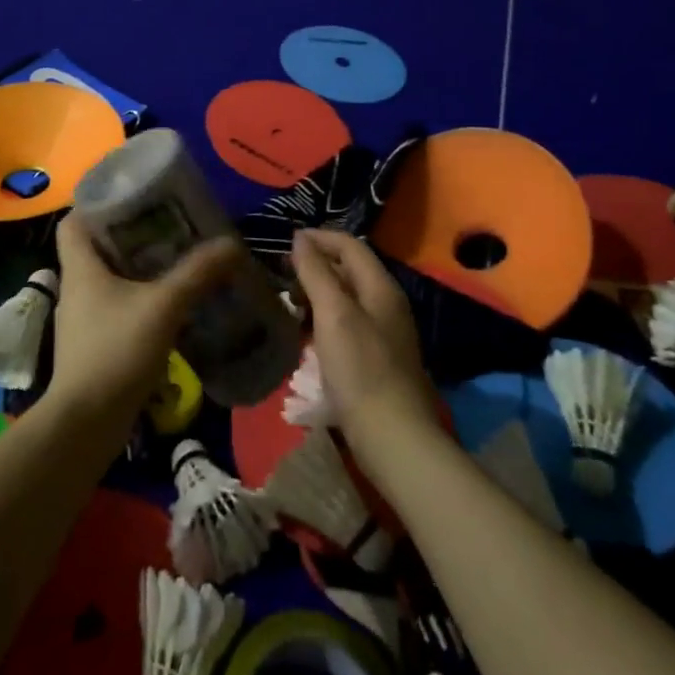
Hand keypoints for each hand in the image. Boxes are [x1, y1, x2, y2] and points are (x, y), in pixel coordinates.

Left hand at [48, 214, 242, 432]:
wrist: (86, 425)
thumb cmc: (115, 352)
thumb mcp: (163, 306)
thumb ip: (197, 273)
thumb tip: (232, 243)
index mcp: (80, 267)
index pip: (75, 220)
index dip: (98, 203)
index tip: (134, 198)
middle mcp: (77, 287)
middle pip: (98, 247)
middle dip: (133, 235)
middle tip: (171, 227)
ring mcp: (84, 319)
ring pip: (111, 279)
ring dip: (140, 269)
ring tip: (178, 261)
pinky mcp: (95, 345)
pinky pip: (118, 308)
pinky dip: (141, 300)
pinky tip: (172, 306)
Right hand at [291, 230, 441, 477]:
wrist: (392, 436)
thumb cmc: (360, 368)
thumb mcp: (333, 313)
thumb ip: (316, 272)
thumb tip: (300, 238)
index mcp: (381, 287)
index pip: (350, 245)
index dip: (319, 238)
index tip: (286, 242)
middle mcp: (386, 304)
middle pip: (349, 270)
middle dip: (316, 264)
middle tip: (282, 273)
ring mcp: (383, 332)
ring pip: (346, 297)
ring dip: (317, 292)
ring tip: (288, 301)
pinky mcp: (375, 358)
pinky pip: (346, 323)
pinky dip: (323, 318)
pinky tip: (305, 332)